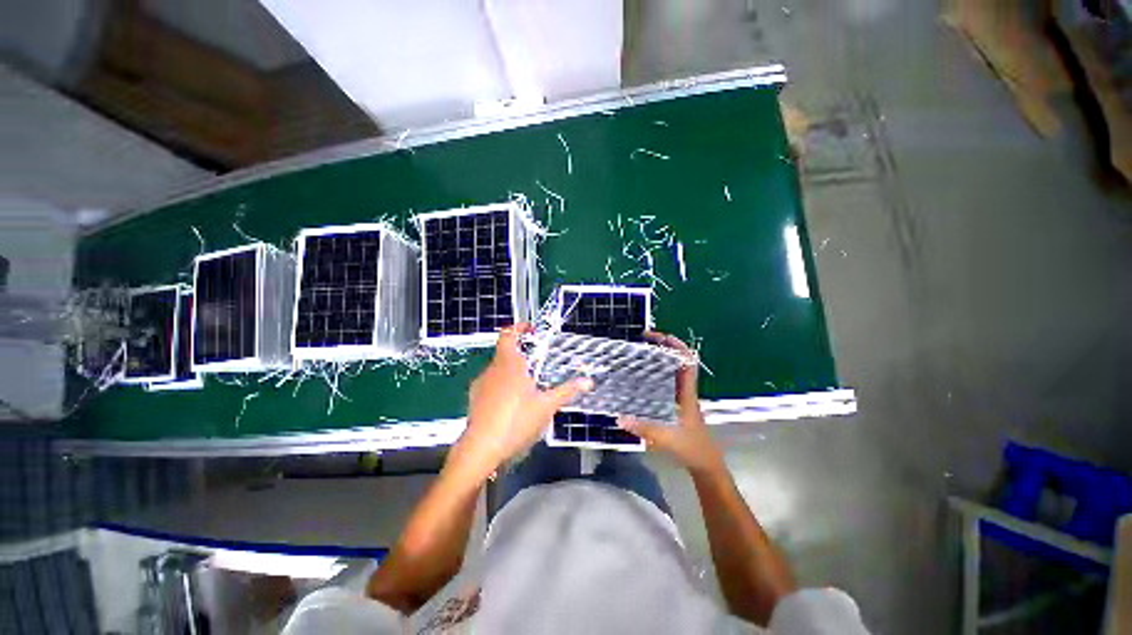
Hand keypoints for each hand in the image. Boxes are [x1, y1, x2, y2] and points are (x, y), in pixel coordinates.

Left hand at [450, 323, 592, 479]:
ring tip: (528, 386)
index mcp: (509, 364)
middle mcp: (492, 369)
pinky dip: (502, 385)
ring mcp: (481, 383)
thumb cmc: (516, 421)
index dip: (519, 327)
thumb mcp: (546, 406)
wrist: (481, 449)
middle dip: (522, 354)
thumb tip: (589, 381)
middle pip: (505, 352)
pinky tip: (512, 403)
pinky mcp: (474, 398)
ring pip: (498, 369)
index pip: (508, 334)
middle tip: (538, 364)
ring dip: (512, 371)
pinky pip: (491, 383)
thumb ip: (567, 391)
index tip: (532, 330)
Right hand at [618, 333, 724, 476]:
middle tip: (643, 342)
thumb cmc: (692, 448)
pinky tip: (641, 379)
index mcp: (687, 393)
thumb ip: (645, 428)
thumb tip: (620, 417)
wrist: (706, 465)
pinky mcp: (676, 406)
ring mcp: (681, 398)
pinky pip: (666, 384)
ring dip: (659, 360)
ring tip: (639, 355)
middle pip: (678, 362)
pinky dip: (656, 376)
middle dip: (664, 348)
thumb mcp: (668, 438)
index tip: (659, 337)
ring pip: (672, 372)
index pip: (687, 362)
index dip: (677, 346)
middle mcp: (685, 391)